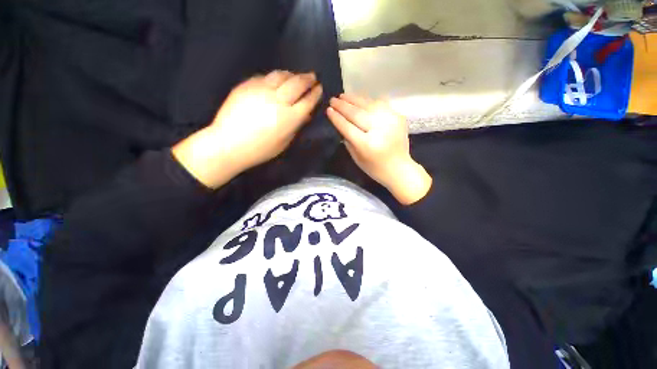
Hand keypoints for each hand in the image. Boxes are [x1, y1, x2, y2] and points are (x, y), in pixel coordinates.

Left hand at [173, 71, 322, 188]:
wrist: (229, 144)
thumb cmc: (260, 150)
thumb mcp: (284, 142)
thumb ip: (296, 126)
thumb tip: (305, 114)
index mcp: (290, 118)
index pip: (308, 100)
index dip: (315, 93)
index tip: (319, 88)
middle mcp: (278, 100)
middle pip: (297, 83)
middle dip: (307, 79)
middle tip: (312, 77)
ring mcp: (261, 90)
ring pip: (281, 75)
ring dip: (292, 74)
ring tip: (295, 76)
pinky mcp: (247, 85)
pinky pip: (265, 77)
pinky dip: (275, 77)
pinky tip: (276, 80)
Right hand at [327, 94, 431, 204]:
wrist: (399, 168)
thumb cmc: (375, 168)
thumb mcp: (356, 158)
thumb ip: (348, 140)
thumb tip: (340, 122)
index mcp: (367, 145)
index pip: (347, 127)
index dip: (337, 118)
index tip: (328, 110)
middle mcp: (379, 130)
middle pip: (357, 114)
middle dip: (343, 106)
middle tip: (333, 100)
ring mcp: (390, 121)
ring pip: (368, 105)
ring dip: (354, 99)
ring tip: (343, 96)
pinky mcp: (398, 117)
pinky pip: (380, 104)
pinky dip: (368, 101)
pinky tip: (360, 99)